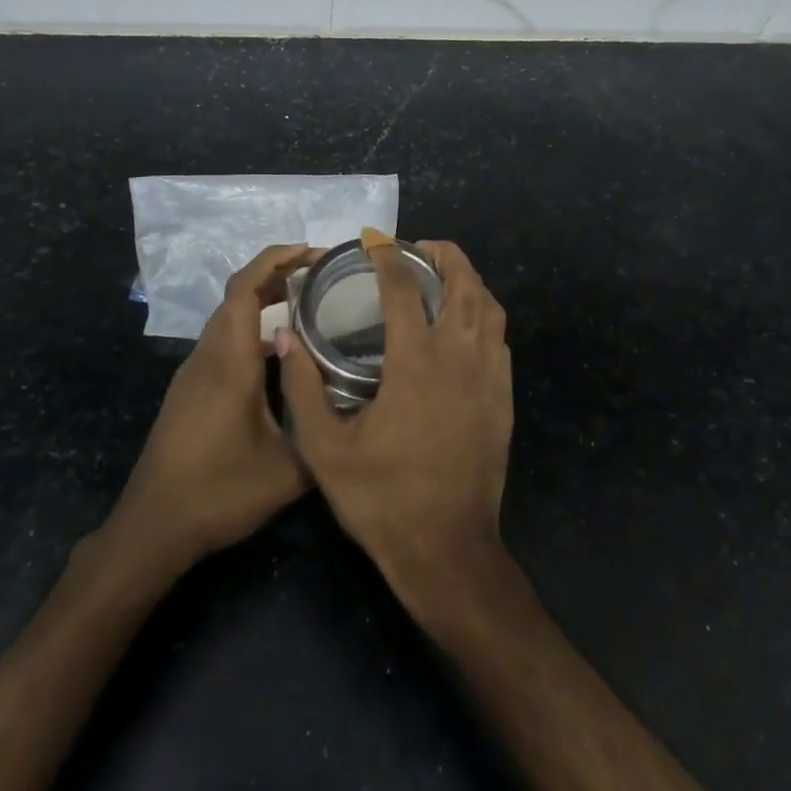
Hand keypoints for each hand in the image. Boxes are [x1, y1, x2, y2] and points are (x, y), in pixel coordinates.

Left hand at [110, 244, 316, 565]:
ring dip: (263, 300)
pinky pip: (223, 341)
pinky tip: (280, 352)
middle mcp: (208, 358)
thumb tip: (355, 410)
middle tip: (320, 273)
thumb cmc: (218, 494)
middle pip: (236, 295)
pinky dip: (252, 328)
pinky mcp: (190, 391)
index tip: (311, 251)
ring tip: (306, 303)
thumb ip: (322, 432)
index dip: (275, 259)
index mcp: (228, 363)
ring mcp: (194, 374)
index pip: (244, 289)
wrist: (152, 527)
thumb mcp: (287, 471)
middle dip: (277, 273)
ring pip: (228, 318)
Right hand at [278, 241, 512, 616]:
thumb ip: (302, 388)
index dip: (388, 256)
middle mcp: (460, 357)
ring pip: (490, 307)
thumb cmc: (382, 499)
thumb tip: (285, 338)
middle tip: (417, 249)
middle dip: (444, 254)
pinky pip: (500, 338)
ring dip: (469, 280)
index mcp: (416, 362)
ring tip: (442, 277)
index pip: (404, 288)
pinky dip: (483, 315)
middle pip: (465, 283)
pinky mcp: (504, 398)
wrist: (447, 550)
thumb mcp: (324, 449)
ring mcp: (490, 377)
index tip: (372, 241)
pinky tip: (464, 326)